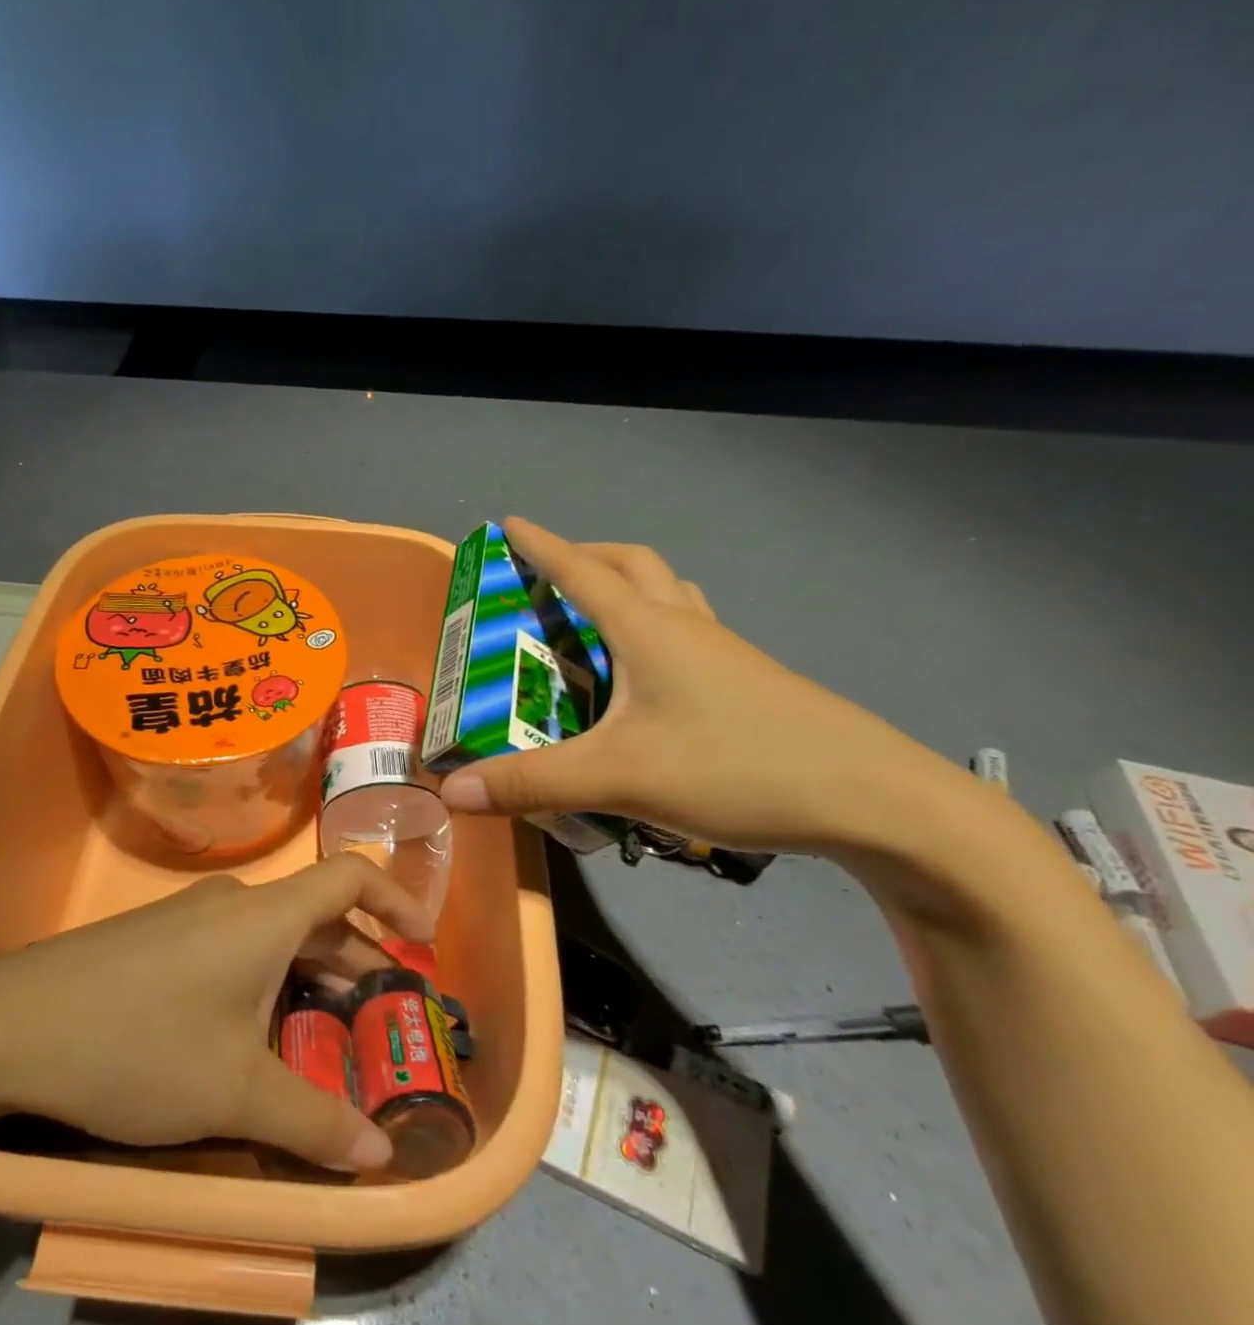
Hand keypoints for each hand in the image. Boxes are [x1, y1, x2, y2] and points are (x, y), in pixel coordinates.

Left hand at [0, 858, 431, 1170]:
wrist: (10, 1024)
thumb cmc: (140, 1044)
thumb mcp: (234, 1094)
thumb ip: (314, 1123)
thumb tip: (381, 1157)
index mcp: (266, 916)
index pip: (349, 879)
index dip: (395, 902)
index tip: (423, 943)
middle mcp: (233, 902)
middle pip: (313, 917)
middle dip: (354, 962)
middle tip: (379, 1017)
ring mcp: (189, 917)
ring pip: (270, 937)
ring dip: (306, 976)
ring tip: (321, 1032)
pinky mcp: (155, 939)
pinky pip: (231, 947)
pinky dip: (262, 979)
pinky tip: (247, 1033)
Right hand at [439, 517, 971, 855]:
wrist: (875, 800)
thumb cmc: (738, 766)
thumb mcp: (620, 776)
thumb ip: (530, 783)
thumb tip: (449, 790)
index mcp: (649, 629)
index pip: (581, 570)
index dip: (540, 545)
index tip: (507, 524)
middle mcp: (686, 627)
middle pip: (632, 565)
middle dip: (584, 557)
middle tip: (546, 577)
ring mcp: (725, 654)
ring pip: (668, 595)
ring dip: (626, 588)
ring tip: (593, 619)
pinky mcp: (747, 684)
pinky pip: (690, 633)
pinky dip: (656, 629)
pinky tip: (646, 678)